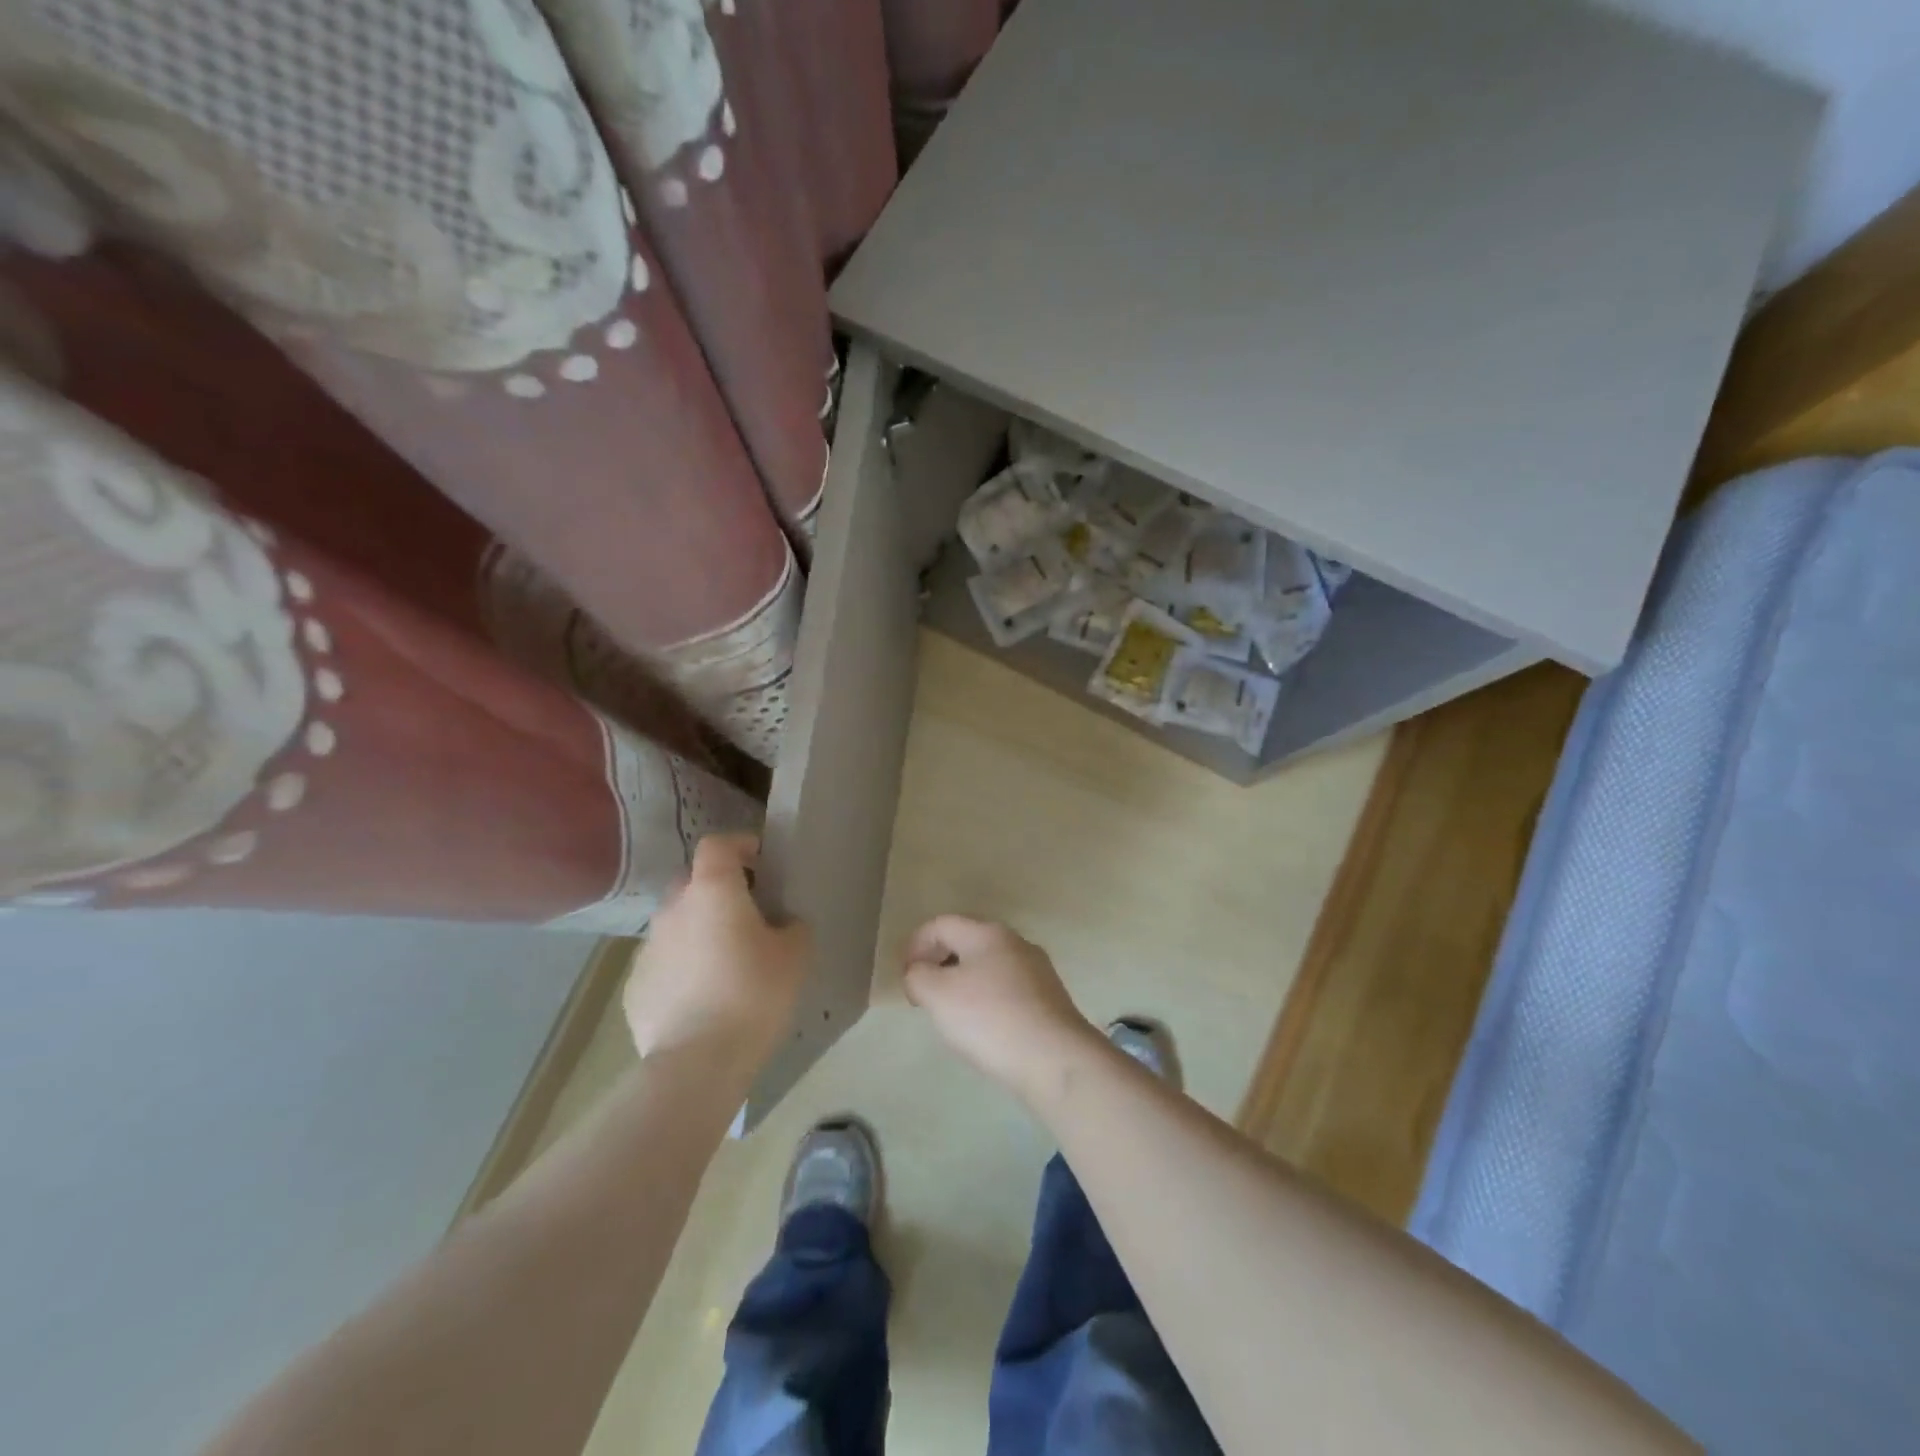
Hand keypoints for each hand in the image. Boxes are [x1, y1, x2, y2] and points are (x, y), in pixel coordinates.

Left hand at [623, 834, 808, 1071]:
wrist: (697, 1062)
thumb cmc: (754, 994)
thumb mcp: (795, 954)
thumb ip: (792, 926)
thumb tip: (782, 925)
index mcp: (712, 891)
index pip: (717, 845)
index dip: (739, 845)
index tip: (760, 862)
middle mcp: (673, 909)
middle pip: (693, 882)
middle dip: (718, 891)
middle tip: (746, 916)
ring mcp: (648, 948)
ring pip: (676, 924)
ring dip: (698, 931)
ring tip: (724, 963)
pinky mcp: (635, 986)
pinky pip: (664, 962)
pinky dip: (681, 968)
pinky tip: (701, 998)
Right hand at [902, 915, 1099, 1100]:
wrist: (1055, 1059)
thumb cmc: (990, 1019)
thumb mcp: (938, 995)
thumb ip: (918, 976)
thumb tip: (919, 972)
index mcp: (988, 933)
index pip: (942, 924)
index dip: (916, 944)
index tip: (905, 977)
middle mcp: (1016, 942)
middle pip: (967, 940)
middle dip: (940, 962)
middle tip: (925, 993)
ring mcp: (1037, 970)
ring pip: (989, 965)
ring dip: (963, 981)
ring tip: (952, 1013)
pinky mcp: (1050, 998)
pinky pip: (1007, 988)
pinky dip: (987, 998)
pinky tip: (985, 1027)